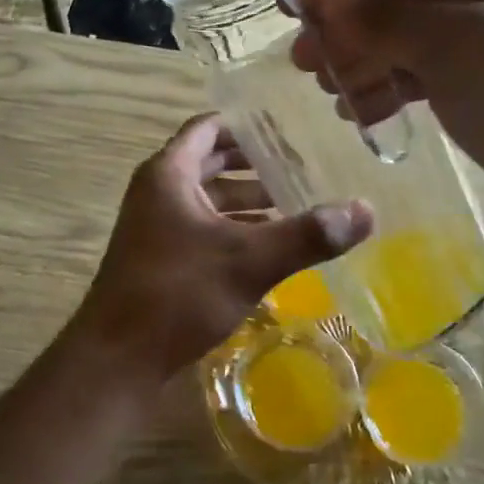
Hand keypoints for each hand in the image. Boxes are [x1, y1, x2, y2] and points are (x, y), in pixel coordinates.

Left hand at [64, 114, 370, 384]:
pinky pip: (201, 228)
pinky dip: (232, 228)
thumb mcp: (249, 260)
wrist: (117, 359)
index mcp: (169, 174)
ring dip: (245, 200)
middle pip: (210, 162)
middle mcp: (157, 192)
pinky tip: (266, 246)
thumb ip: (307, 235)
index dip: (245, 125)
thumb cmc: (177, 294)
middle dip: (253, 164)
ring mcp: (155, 226)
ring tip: (294, 205)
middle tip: (301, 166)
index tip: (286, 128)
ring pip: (207, 198)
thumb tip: (366, 210)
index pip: (208, 128)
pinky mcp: (159, 258)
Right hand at [291, 0, 483, 275]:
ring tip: (335, 98)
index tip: (288, 16)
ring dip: (371, 61)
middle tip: (304, 68)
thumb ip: (382, 13)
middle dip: (351, 26)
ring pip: (420, 34)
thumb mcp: (459, 49)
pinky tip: (374, 115)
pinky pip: (444, 72)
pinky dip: (405, 88)